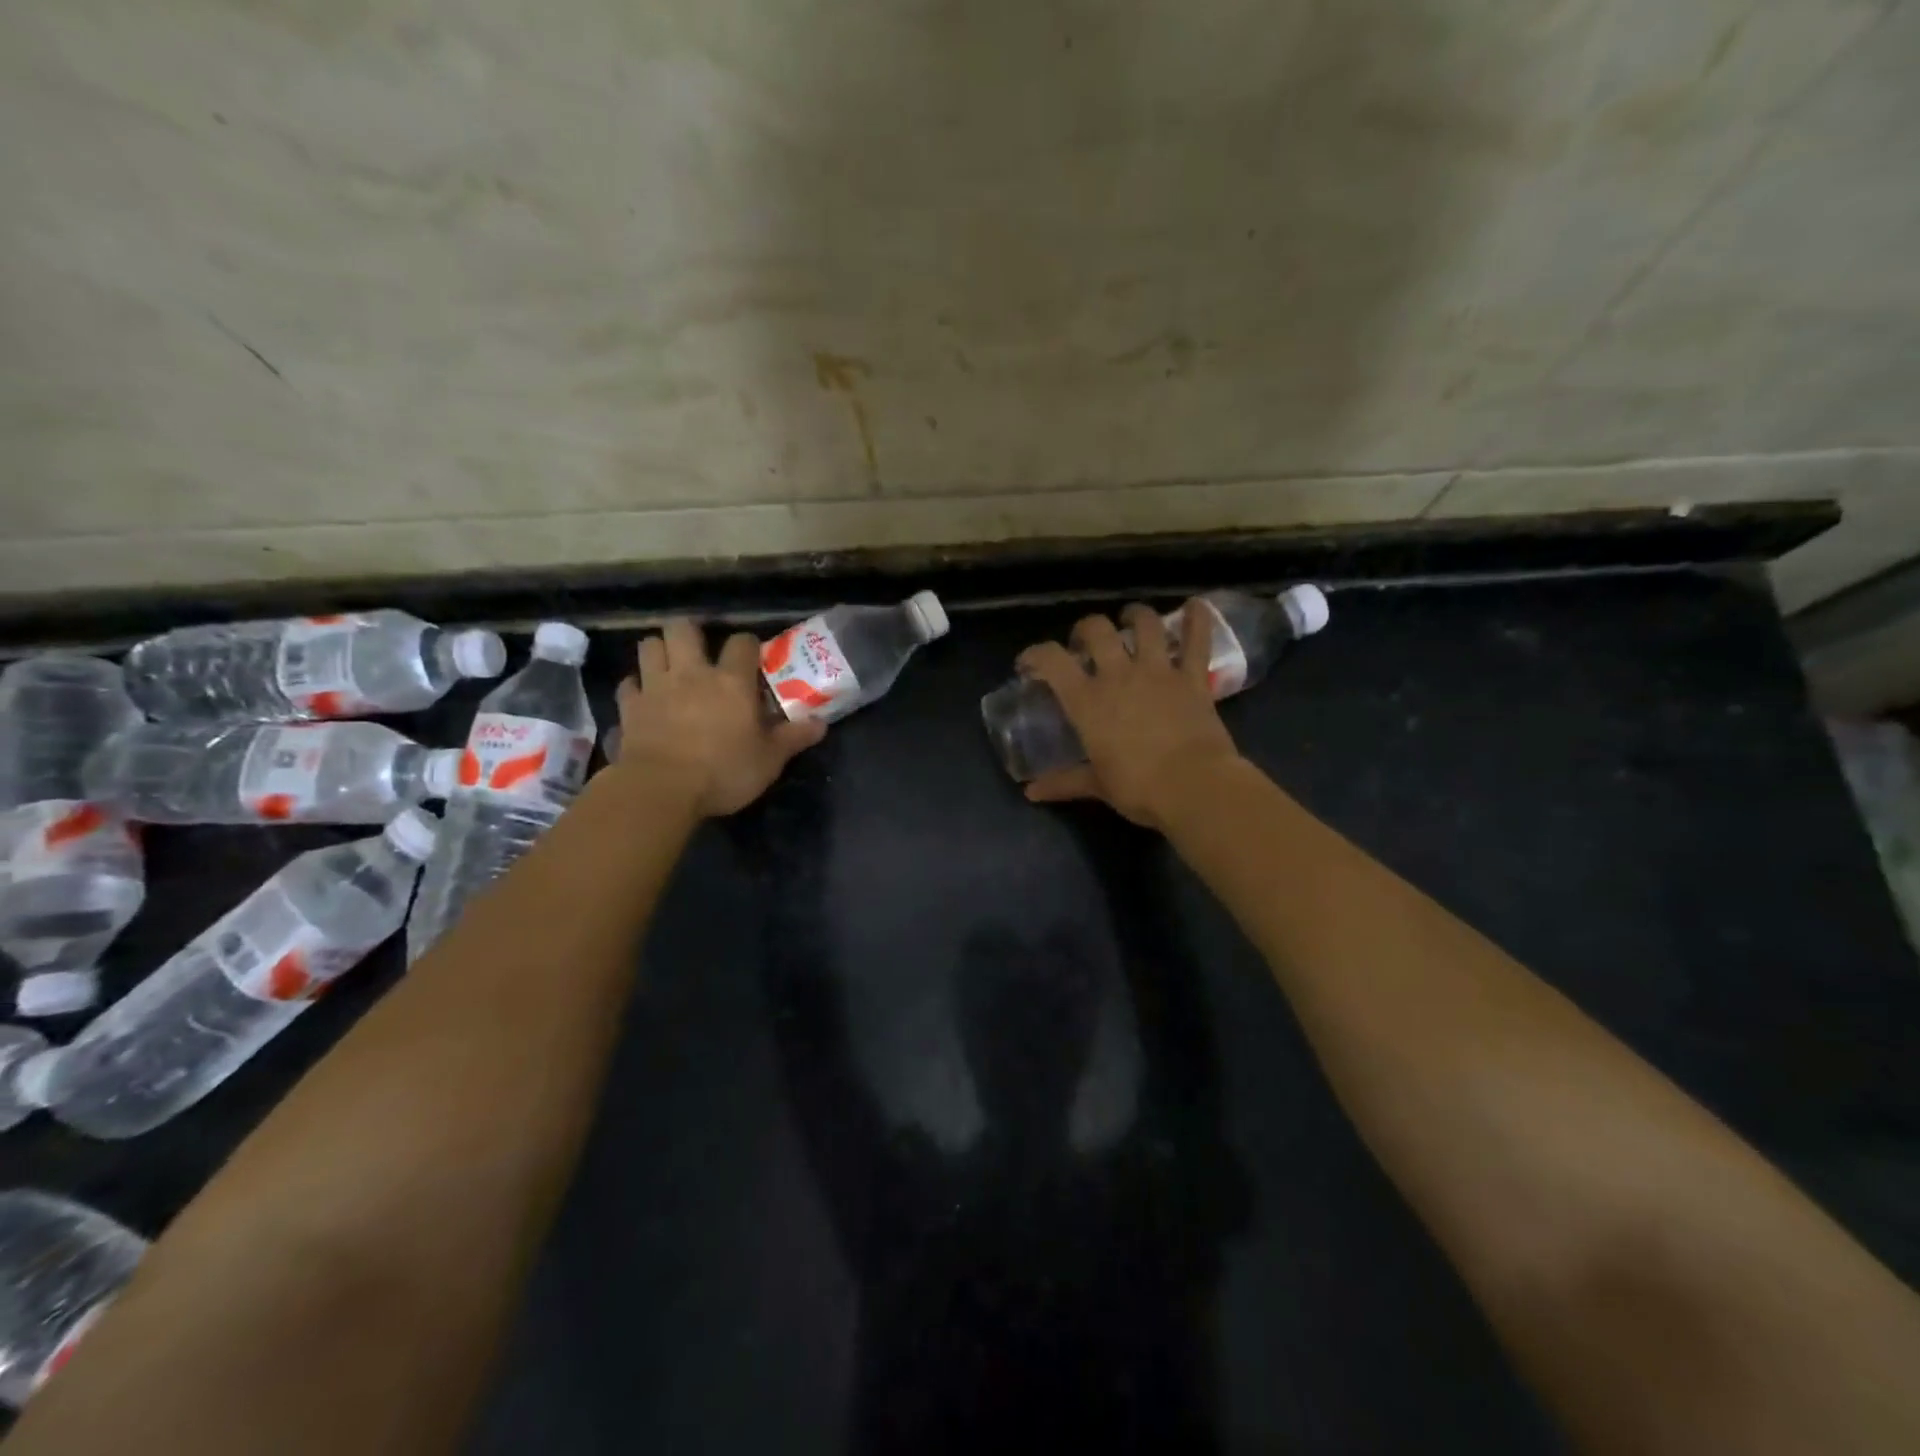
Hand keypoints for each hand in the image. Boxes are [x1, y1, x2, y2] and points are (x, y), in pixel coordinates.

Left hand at [612, 619, 824, 817]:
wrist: (661, 789)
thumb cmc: (723, 771)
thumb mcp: (769, 760)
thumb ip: (793, 738)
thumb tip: (821, 723)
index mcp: (731, 681)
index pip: (742, 642)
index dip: (748, 646)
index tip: (752, 659)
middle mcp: (691, 673)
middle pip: (683, 628)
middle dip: (690, 633)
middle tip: (699, 651)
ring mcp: (655, 687)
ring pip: (649, 646)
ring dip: (659, 651)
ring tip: (669, 667)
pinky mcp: (629, 708)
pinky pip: (628, 684)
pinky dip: (635, 687)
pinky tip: (644, 698)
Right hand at [1017, 601, 1244, 829]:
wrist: (1194, 786)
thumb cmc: (1139, 788)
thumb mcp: (1097, 785)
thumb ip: (1064, 782)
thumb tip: (1031, 792)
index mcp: (1088, 701)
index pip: (1052, 660)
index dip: (1035, 654)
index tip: (1029, 662)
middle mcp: (1119, 675)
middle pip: (1096, 630)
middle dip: (1086, 629)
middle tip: (1086, 642)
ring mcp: (1158, 671)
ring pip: (1145, 624)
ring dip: (1135, 615)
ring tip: (1131, 618)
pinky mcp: (1192, 677)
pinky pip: (1197, 640)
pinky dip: (1198, 619)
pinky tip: (1196, 605)